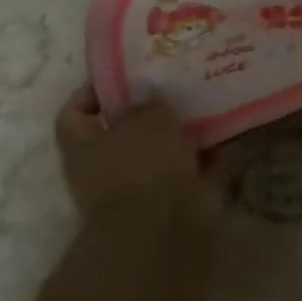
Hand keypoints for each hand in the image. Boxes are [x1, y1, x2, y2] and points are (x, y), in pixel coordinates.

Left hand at [54, 87, 214, 225]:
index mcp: (84, 149)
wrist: (164, 226)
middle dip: (148, 108)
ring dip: (181, 128)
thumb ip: (147, 100)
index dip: (91, 93)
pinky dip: (209, 150)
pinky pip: (193, 165)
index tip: (121, 74)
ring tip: (205, 97)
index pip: (73, 115)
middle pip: (123, 130)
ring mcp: (142, 185)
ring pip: (161, 148)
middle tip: (173, 80)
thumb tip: (145, 89)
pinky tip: (228, 126)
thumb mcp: (146, 119)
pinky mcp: (175, 197)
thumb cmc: (143, 165)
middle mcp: (108, 167)